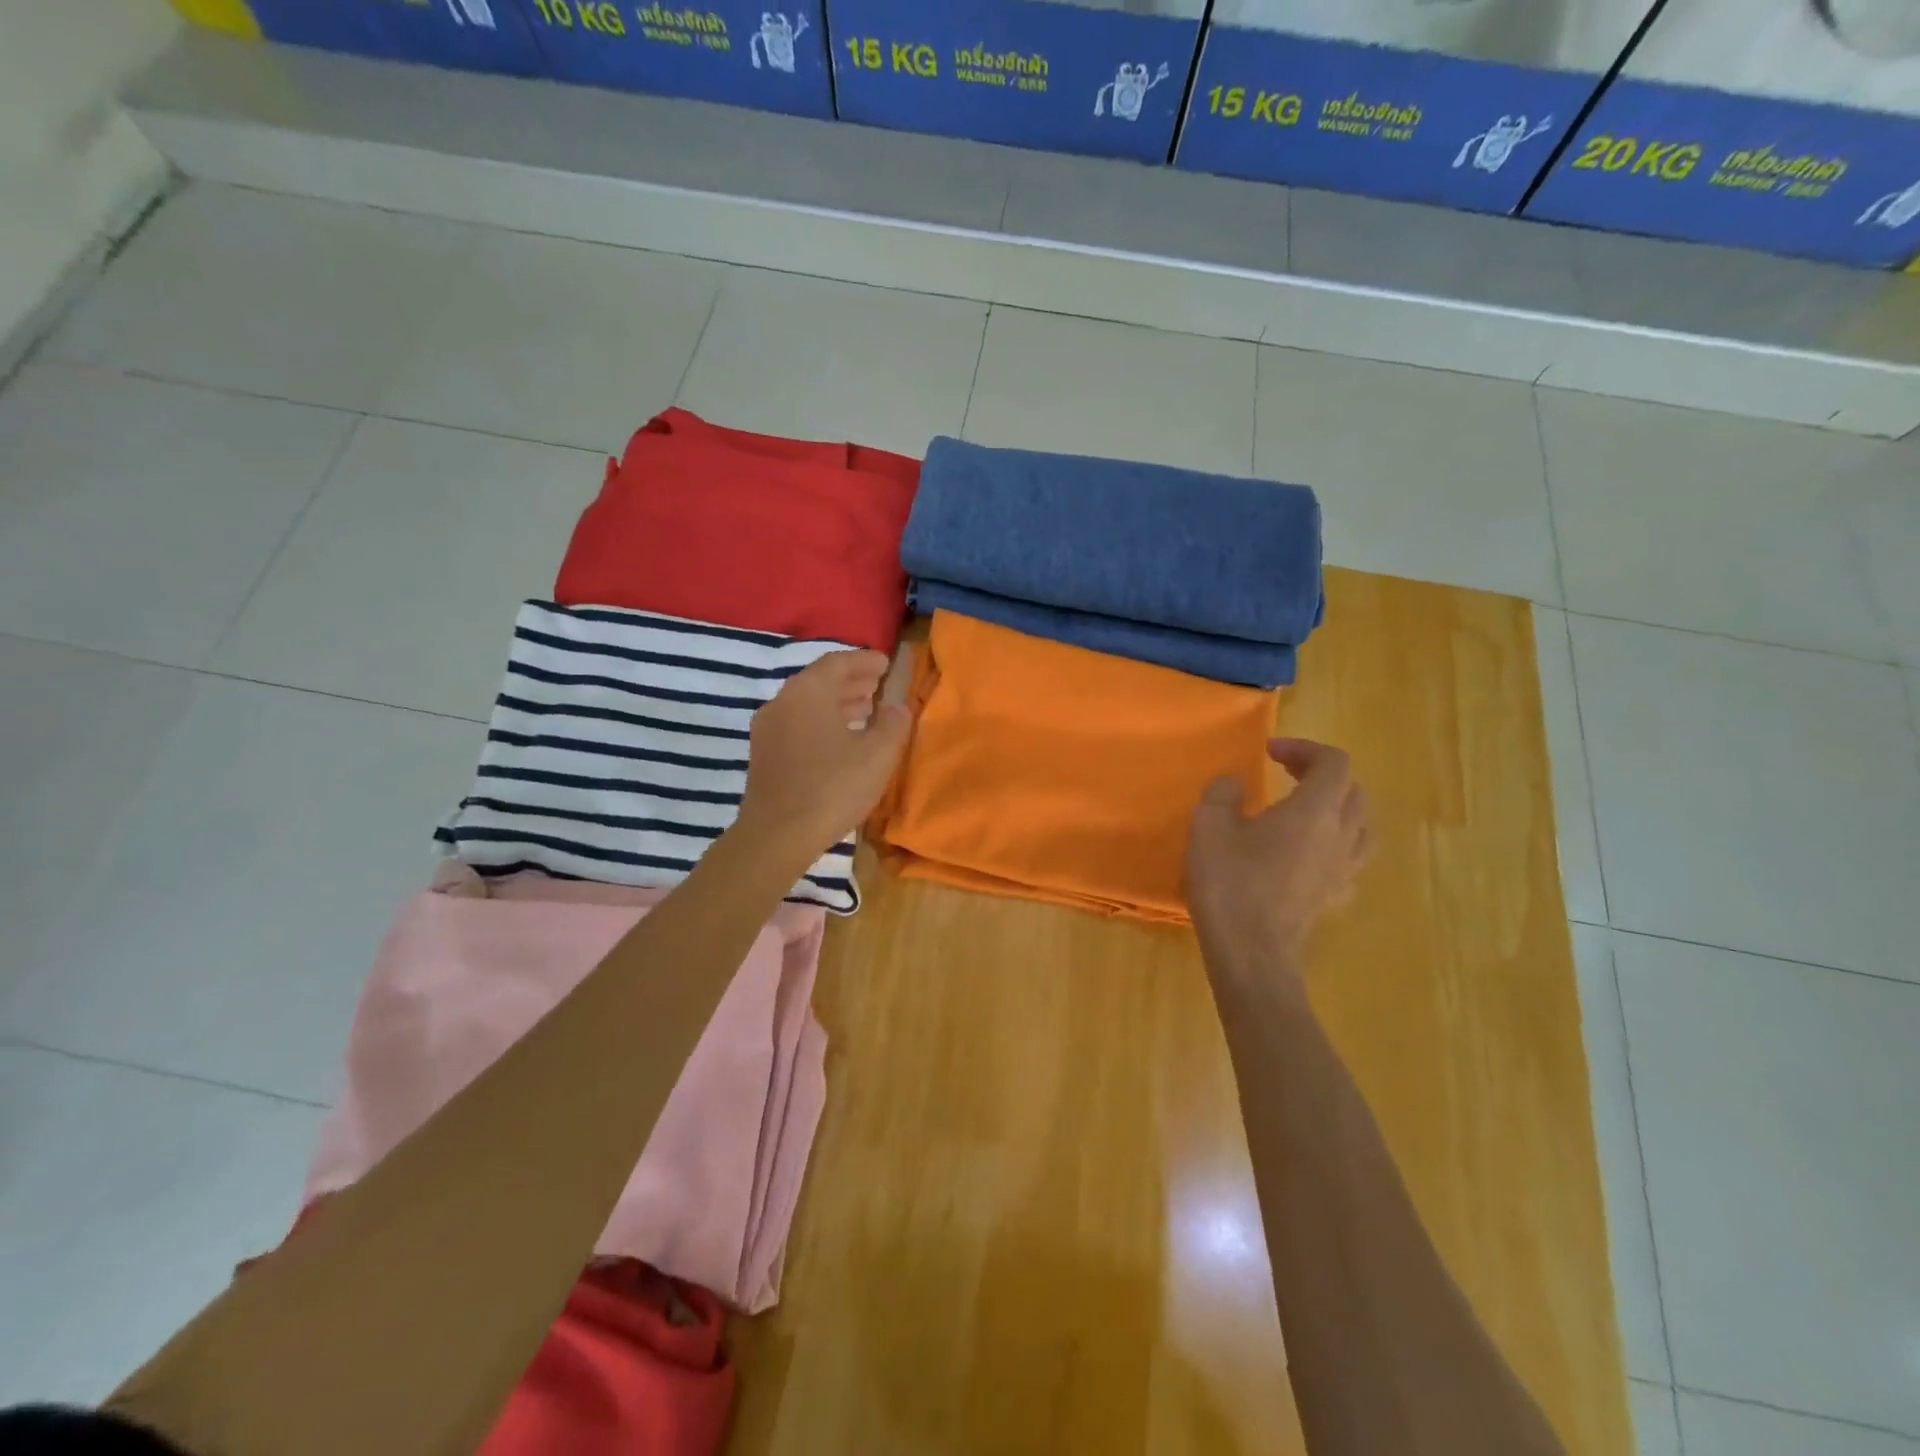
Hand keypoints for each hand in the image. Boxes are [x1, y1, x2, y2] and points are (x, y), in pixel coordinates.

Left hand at [738, 650, 911, 862]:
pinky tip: (840, 740)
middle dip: (850, 681)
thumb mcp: (877, 755)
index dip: (864, 661)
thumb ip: (893, 724)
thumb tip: (897, 707)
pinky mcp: (763, 754)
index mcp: (808, 691)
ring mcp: (768, 728)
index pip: (838, 662)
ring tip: (865, 711)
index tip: (885, 664)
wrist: (777, 835)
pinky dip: (821, 722)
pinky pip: (796, 724)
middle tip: (877, 686)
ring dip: (836, 703)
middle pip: (819, 680)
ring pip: (806, 704)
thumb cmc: (832, 787)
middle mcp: (782, 701)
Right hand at [1186, 738, 1369, 979]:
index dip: (1304, 748)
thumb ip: (1223, 793)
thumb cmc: (1231, 883)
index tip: (1269, 751)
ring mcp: (1344, 869)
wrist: (1252, 952)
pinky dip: (1333, 843)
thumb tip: (1234, 785)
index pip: (1333, 762)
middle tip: (1284, 772)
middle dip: (1320, 773)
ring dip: (1335, 807)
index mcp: (1314, 810)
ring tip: (1303, 809)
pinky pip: (1349, 858)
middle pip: (1353, 790)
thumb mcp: (1209, 826)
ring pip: (1360, 825)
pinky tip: (1307, 852)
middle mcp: (1341, 835)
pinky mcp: (1336, 897)